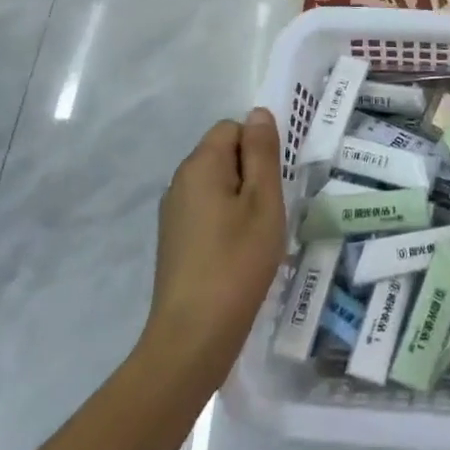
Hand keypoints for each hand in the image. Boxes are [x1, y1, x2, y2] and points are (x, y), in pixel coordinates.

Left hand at [146, 109, 286, 383]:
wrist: (194, 335)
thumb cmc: (237, 261)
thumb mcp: (263, 201)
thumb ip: (262, 152)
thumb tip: (258, 113)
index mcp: (200, 165)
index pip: (232, 128)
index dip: (259, 148)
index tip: (276, 182)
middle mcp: (179, 182)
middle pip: (223, 155)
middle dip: (252, 174)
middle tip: (272, 210)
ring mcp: (173, 213)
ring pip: (217, 186)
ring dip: (241, 200)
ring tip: (259, 235)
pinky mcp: (174, 241)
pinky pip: (207, 212)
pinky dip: (227, 222)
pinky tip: (240, 253)